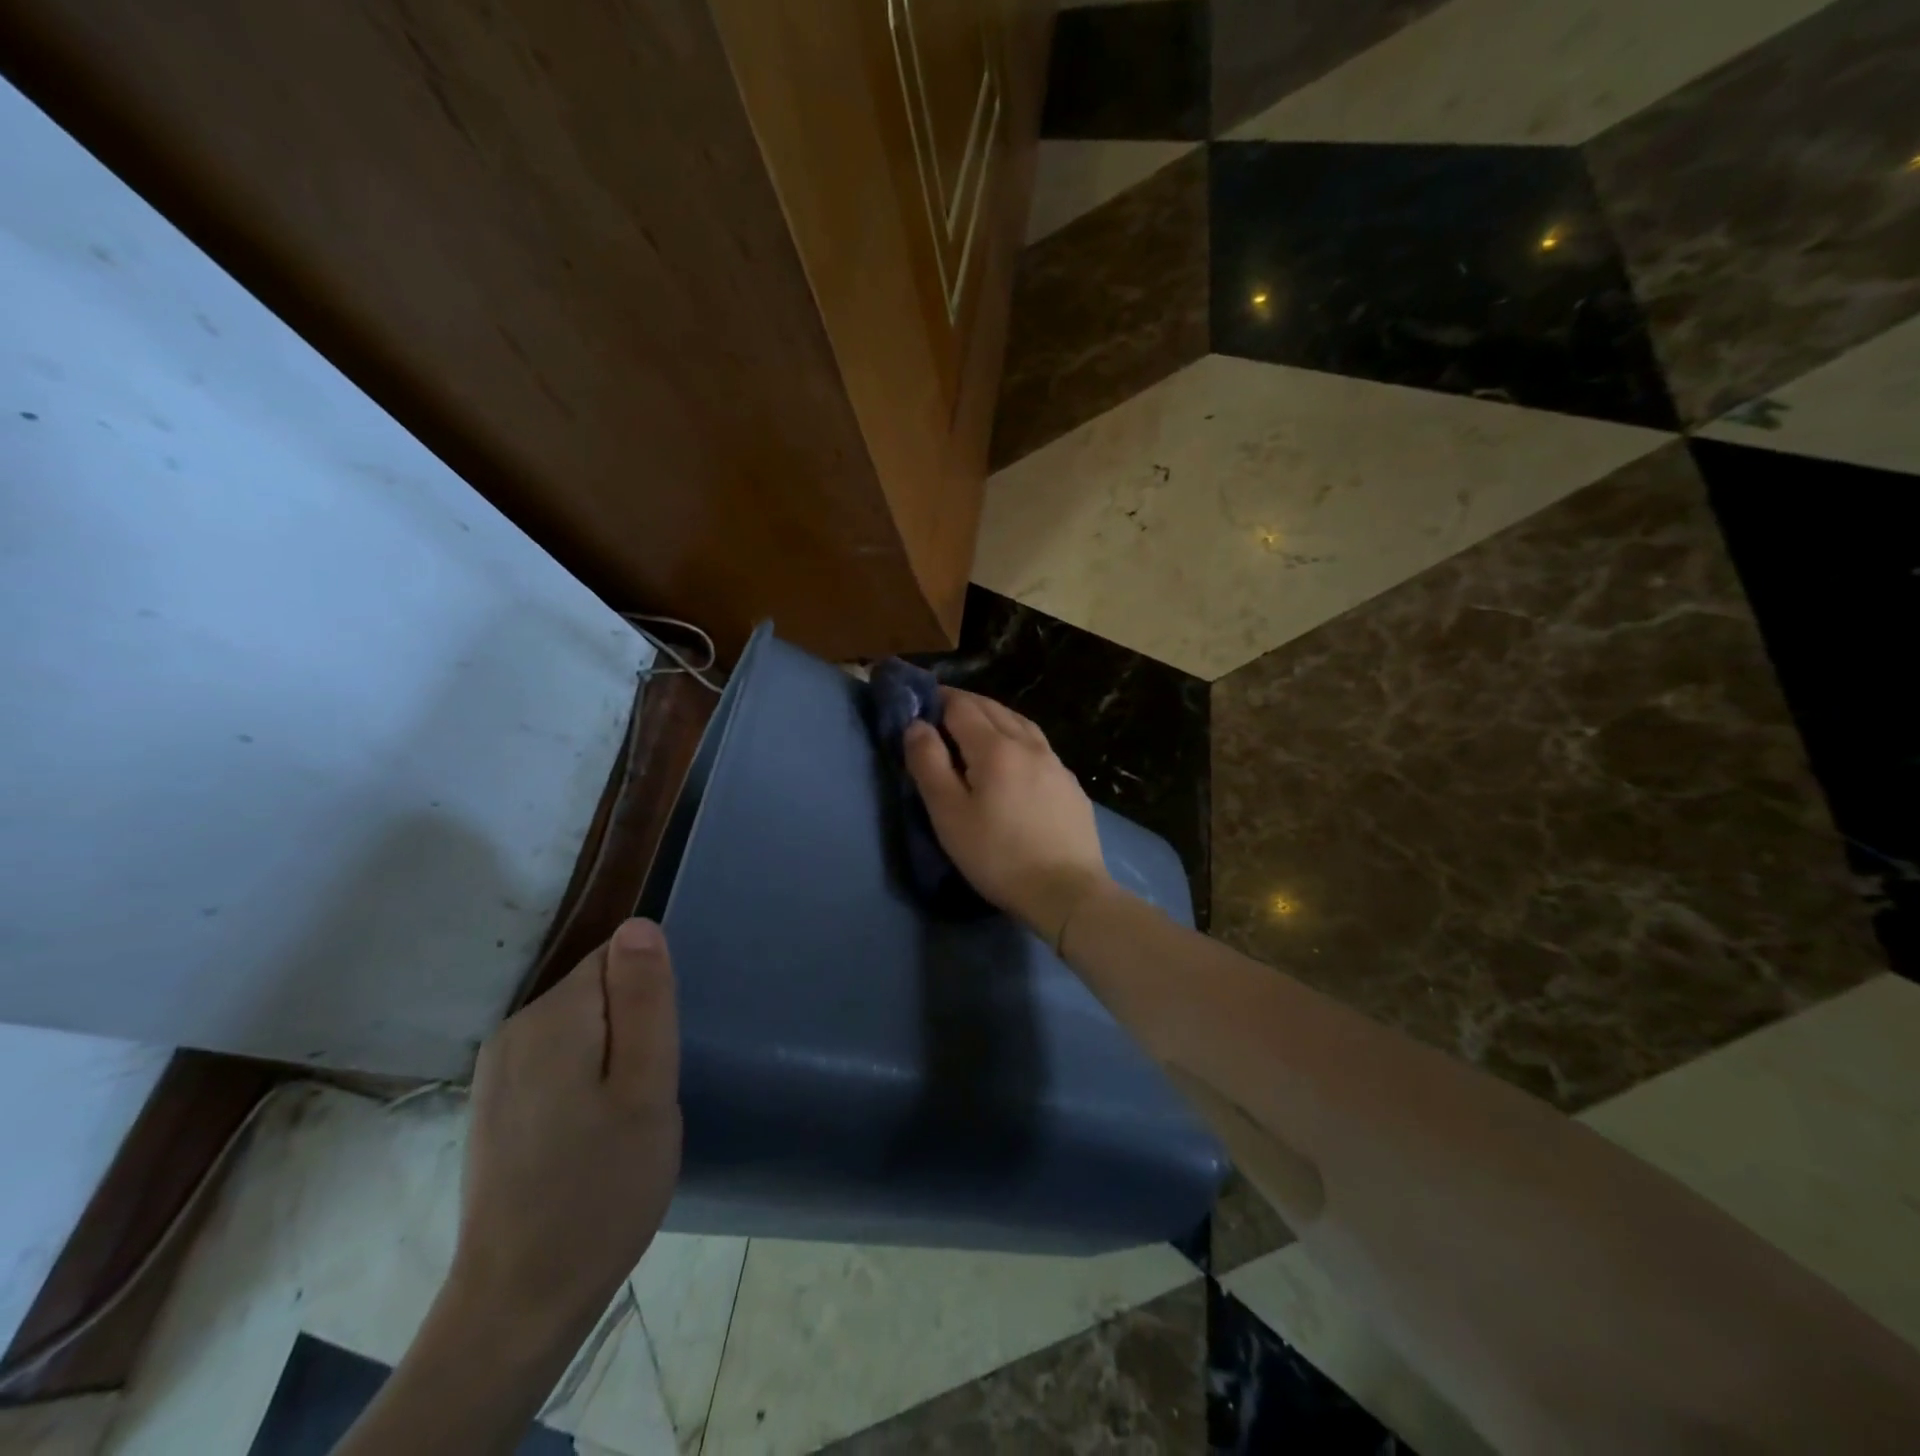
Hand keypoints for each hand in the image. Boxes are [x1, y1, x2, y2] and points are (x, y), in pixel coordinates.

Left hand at [450, 919, 681, 1345]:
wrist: (517, 1303)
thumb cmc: (600, 1189)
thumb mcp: (646, 1088)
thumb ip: (645, 1001)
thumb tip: (639, 924)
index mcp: (552, 1017)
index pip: (616, 959)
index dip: (650, 997)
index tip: (659, 1051)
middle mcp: (514, 1029)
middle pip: (597, 990)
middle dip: (633, 1026)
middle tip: (648, 1093)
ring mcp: (497, 1070)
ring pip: (581, 1026)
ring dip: (612, 1055)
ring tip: (624, 1117)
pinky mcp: (495, 1104)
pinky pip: (557, 1059)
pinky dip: (586, 1080)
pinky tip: (592, 1134)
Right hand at [903, 688, 1117, 946]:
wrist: (1066, 891)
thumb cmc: (998, 855)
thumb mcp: (949, 814)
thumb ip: (929, 764)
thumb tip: (916, 725)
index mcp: (995, 747)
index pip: (962, 706)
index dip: (937, 699)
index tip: (919, 706)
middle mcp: (1028, 744)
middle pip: (992, 708)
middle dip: (964, 704)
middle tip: (940, 715)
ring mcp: (1055, 763)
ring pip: (1019, 723)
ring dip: (993, 717)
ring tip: (975, 730)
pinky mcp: (1070, 785)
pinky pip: (1038, 746)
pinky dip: (1017, 738)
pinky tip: (1014, 759)